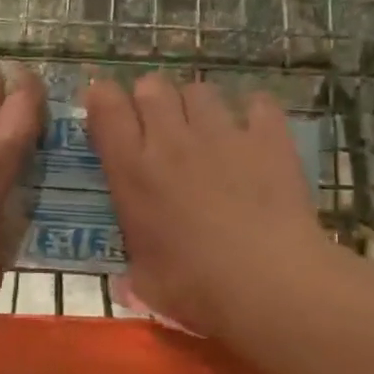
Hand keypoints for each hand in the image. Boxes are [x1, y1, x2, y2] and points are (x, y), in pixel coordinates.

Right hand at [85, 73, 325, 337]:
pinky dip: (254, 115)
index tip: (109, 114)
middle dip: (151, 99)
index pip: (105, 105)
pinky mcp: (267, 136)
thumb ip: (133, 273)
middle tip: (160, 129)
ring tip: (208, 132)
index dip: (104, 100)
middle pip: (152, 86)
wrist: (269, 283)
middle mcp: (171, 139)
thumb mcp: (147, 284)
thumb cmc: (196, 287)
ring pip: (200, 89)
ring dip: (198, 106)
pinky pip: (257, 103)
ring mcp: (222, 132)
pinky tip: (256, 135)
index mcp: (132, 170)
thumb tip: (125, 286)